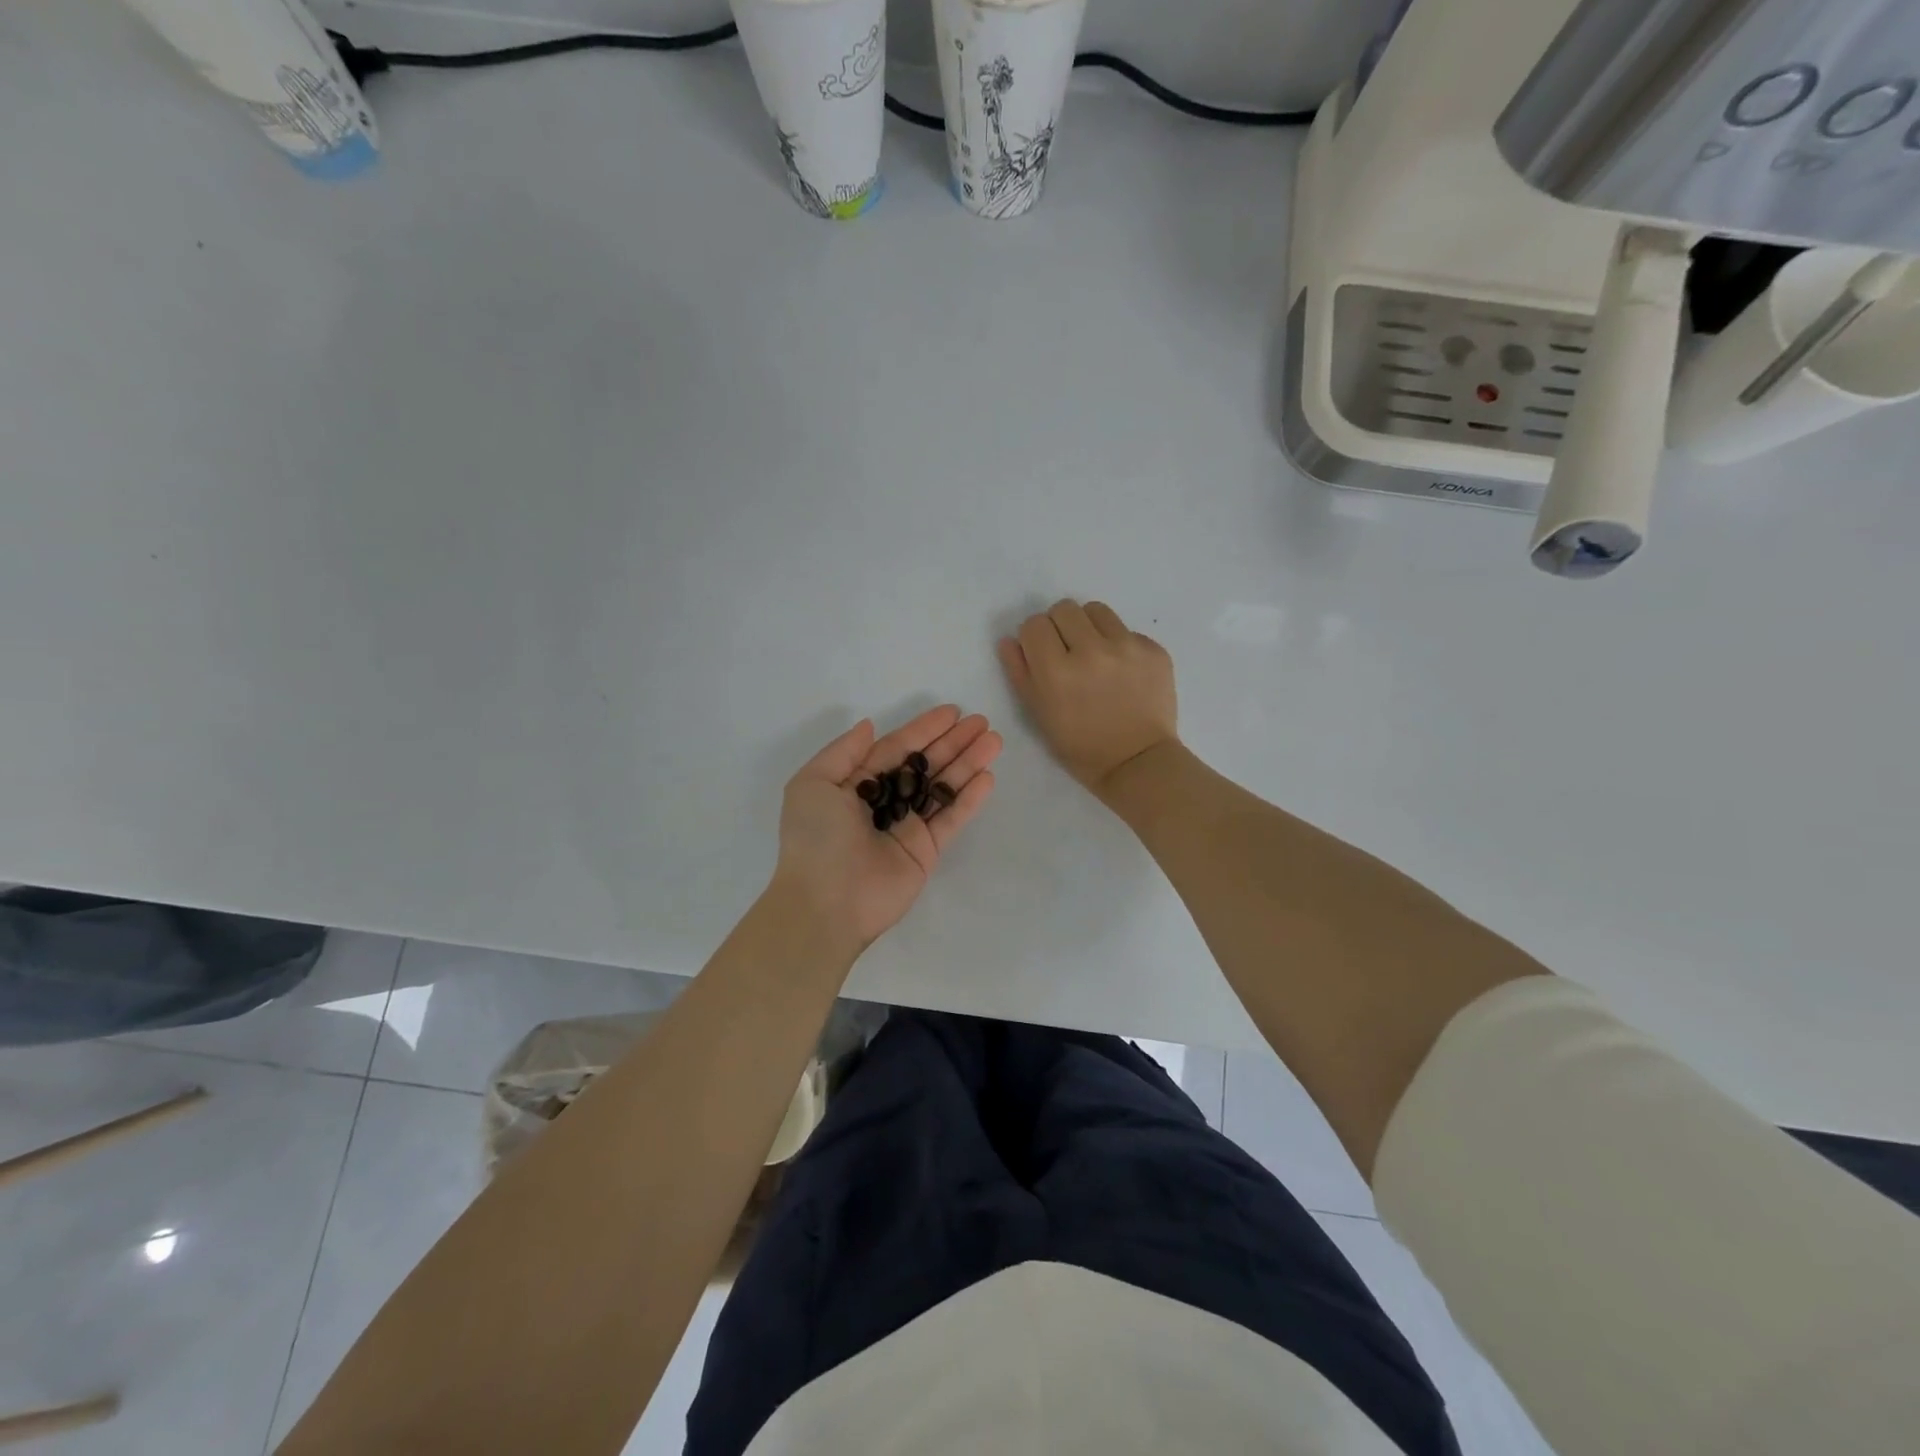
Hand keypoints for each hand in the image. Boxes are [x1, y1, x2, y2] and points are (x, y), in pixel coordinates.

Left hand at [773, 705, 1001, 954]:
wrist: (826, 903)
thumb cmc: (815, 838)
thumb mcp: (813, 784)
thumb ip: (844, 752)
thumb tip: (869, 726)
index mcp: (855, 784)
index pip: (896, 749)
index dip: (924, 729)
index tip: (953, 712)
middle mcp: (884, 802)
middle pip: (925, 765)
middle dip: (953, 742)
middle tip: (982, 723)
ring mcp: (907, 827)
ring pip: (942, 788)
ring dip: (968, 764)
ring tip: (994, 741)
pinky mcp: (926, 852)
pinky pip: (951, 819)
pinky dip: (969, 799)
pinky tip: (988, 777)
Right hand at [999, 599, 1177, 795]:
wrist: (1138, 762)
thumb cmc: (1080, 746)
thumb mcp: (1039, 714)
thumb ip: (1020, 672)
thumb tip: (1010, 640)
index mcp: (1057, 670)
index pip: (1034, 624)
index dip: (1034, 638)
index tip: (1042, 654)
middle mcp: (1092, 650)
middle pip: (1064, 608)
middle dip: (1059, 627)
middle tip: (1067, 652)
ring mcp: (1127, 647)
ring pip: (1096, 611)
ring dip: (1089, 627)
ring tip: (1094, 655)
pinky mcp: (1154, 650)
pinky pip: (1127, 631)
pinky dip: (1119, 645)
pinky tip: (1122, 672)